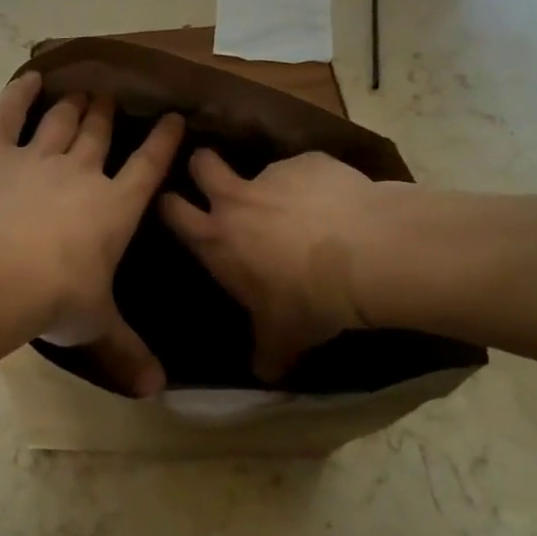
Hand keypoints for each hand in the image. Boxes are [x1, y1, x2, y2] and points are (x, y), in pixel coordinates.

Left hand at [0, 73, 183, 394]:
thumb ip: (127, 352)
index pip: (147, 167)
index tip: (173, 118)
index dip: (163, 142)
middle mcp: (80, 173)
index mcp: (113, 208)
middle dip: (109, 114)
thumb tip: (159, 391)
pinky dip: (18, 94)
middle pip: (98, 134)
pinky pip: (8, 114)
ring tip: (83, 89)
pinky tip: (28, 78)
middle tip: (113, 94)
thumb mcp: (95, 326)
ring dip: (74, 104)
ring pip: (61, 121)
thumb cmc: (55, 298)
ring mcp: (36, 157)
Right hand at [159, 149, 388, 381]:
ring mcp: (274, 174)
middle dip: (202, 166)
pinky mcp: (311, 161)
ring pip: (262, 169)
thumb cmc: (310, 301)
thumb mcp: (284, 339)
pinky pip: (307, 169)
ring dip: (274, 186)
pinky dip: (316, 183)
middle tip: (216, 179)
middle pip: (202, 163)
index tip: (175, 204)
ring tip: (304, 208)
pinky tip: (340, 204)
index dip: (169, 204)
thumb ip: (266, 353)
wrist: (367, 256)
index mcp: (217, 240)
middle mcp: (236, 199)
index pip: (172, 210)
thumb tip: (262, 373)